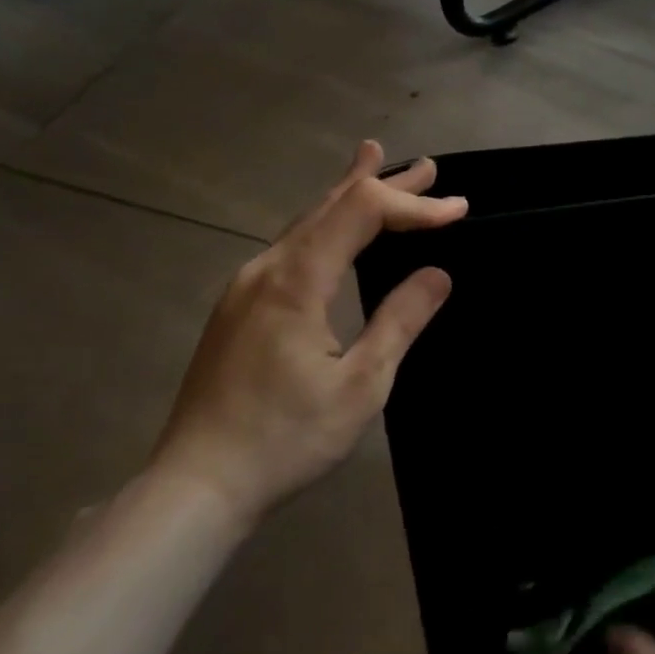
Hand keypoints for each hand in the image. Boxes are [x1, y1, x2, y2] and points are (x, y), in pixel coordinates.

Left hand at [150, 140, 466, 524]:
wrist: (195, 488)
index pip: (362, 212)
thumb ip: (400, 321)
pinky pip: (292, 246)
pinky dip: (327, 223)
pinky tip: (334, 229)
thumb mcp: (360, 385)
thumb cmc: (285, 439)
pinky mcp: (239, 307)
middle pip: (331, 206)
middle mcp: (266, 269)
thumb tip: (437, 274)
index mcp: (296, 281)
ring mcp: (246, 287)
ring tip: (376, 165)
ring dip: (350, 196)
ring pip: (307, 222)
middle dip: (382, 182)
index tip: (459, 209)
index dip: (413, 204)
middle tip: (427, 167)